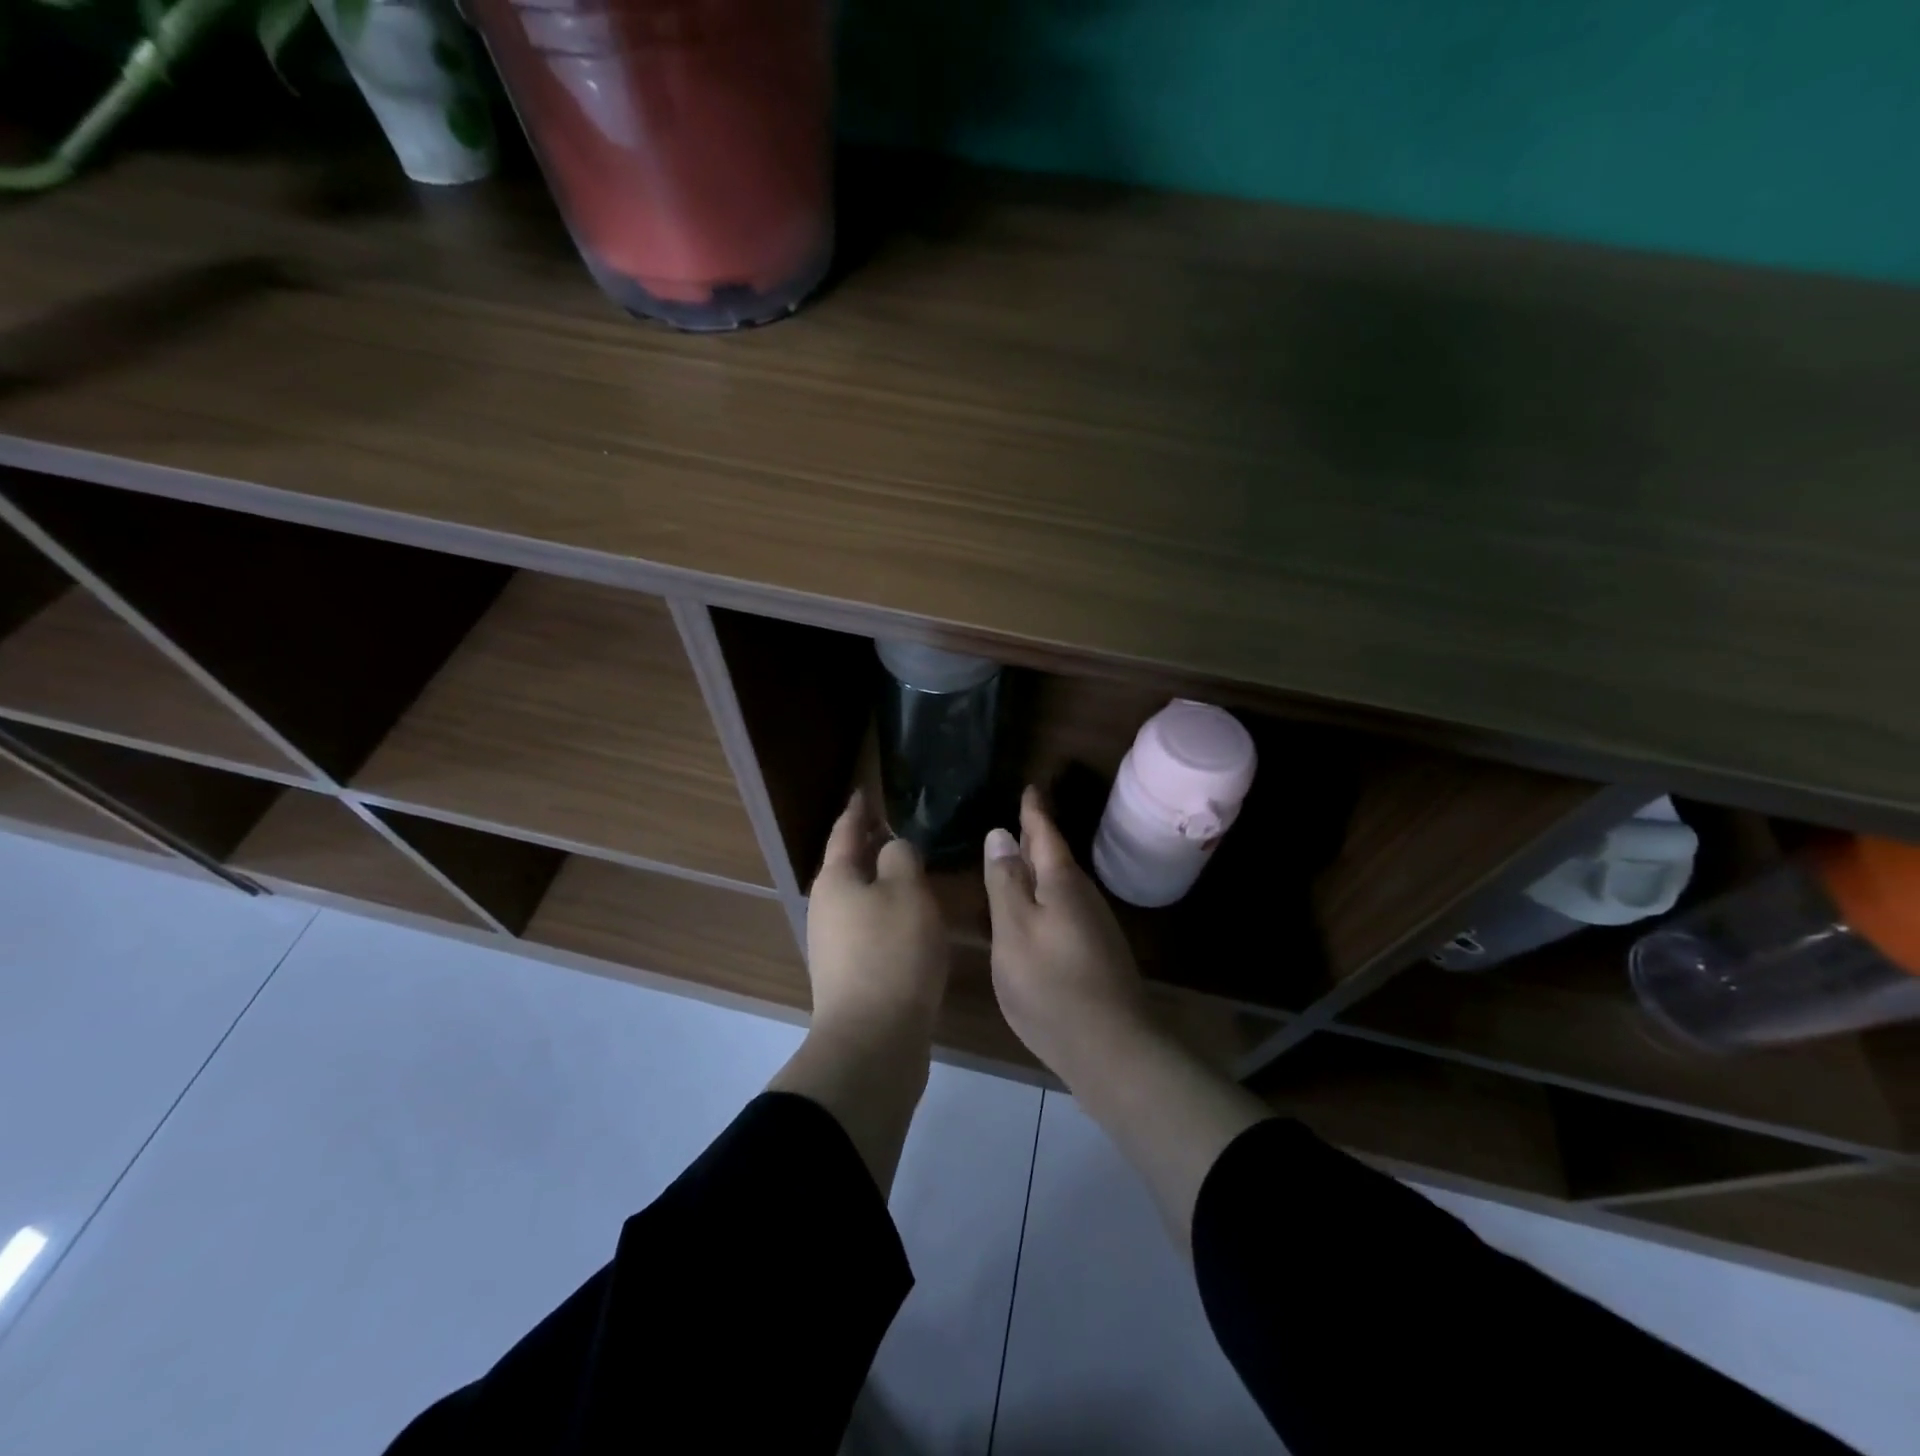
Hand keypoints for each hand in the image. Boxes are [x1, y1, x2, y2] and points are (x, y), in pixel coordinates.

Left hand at [806, 790, 949, 1045]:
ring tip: (910, 869)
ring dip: (881, 881)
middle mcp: (827, 908)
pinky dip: (888, 912)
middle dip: (869, 846)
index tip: (865, 791)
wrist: (873, 1039)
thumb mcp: (906, 890)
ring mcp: (834, 944)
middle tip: (896, 827)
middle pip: (848, 866)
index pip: (845, 831)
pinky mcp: (851, 974)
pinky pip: (870, 927)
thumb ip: (901, 857)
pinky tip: (911, 918)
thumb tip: (892, 850)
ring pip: (860, 898)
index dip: (858, 810)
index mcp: (835, 879)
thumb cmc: (892, 951)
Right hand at [984, 786, 1268, 1242]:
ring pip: (1062, 885)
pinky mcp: (1096, 953)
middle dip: (1037, 837)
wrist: (1112, 1048)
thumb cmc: (1051, 985)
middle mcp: (1083, 897)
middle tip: (1017, 818)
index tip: (1029, 787)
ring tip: (1018, 859)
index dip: (1034, 811)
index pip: (1045, 834)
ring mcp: (1094, 927)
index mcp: (1062, 884)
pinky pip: (1065, 908)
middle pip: (1056, 858)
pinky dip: (1047, 897)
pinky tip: (1035, 911)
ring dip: (1041, 868)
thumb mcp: (1014, 930)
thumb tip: (1000, 834)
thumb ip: (1006, 882)